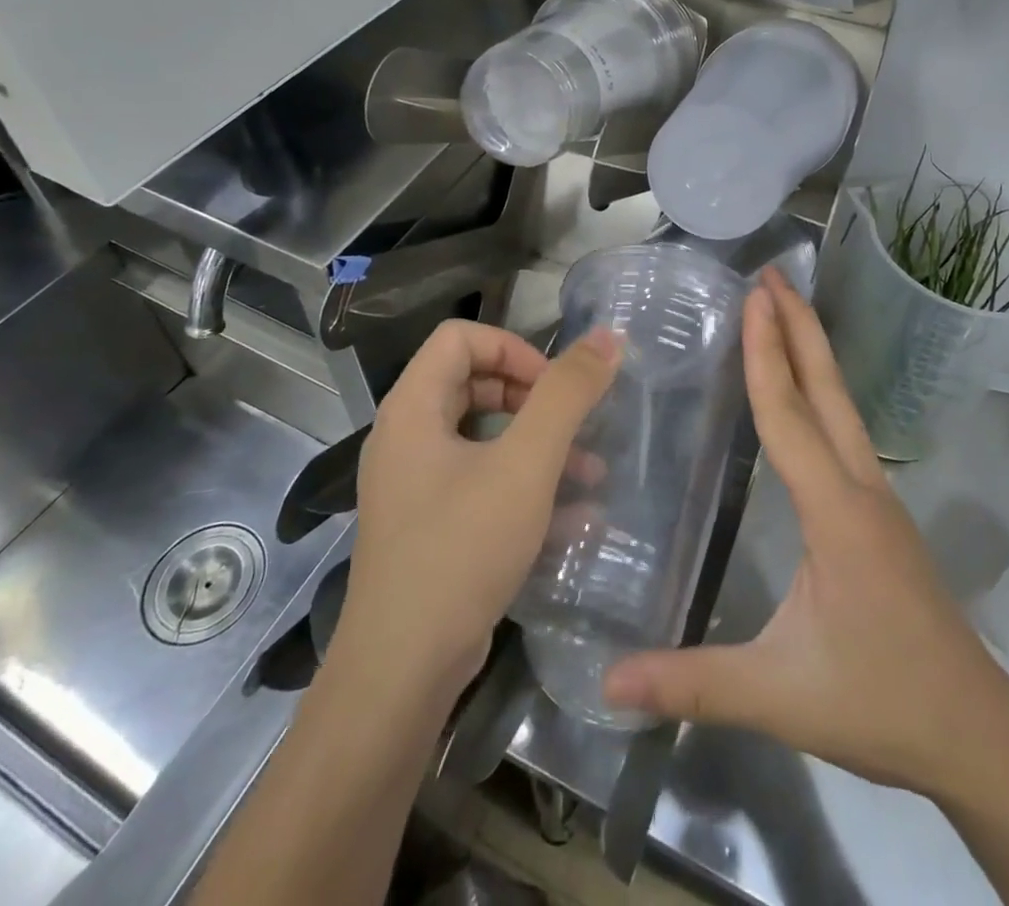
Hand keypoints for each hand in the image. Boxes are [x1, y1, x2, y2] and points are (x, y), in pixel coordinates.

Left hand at [327, 319, 620, 704]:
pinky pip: (479, 480)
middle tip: (572, 425)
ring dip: (536, 444)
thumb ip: (566, 396)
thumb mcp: (525, 465)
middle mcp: (406, 436)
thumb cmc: (461, 550)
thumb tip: (606, 337)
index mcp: (413, 407)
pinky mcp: (428, 524)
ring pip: (481, 435)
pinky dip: (522, 483)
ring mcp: (414, 483)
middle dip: (531, 398)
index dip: (513, 348)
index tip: (554, 387)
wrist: (402, 671)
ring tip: (589, 475)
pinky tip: (571, 516)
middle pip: (471, 381)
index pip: (460, 337)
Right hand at [604, 271, 1008, 805]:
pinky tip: (804, 394)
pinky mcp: (881, 515)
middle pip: (827, 391)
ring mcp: (878, 499)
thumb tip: (608, 681)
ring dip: (812, 353)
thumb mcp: (780, 695)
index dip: (765, 354)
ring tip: (783, 313)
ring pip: (842, 407)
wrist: (979, 734)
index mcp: (835, 513)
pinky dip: (821, 392)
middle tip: (772, 275)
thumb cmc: (881, 703)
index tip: (754, 297)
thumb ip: (693, 684)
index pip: (789, 416)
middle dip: (798, 327)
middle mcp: (861, 489)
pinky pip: (846, 431)